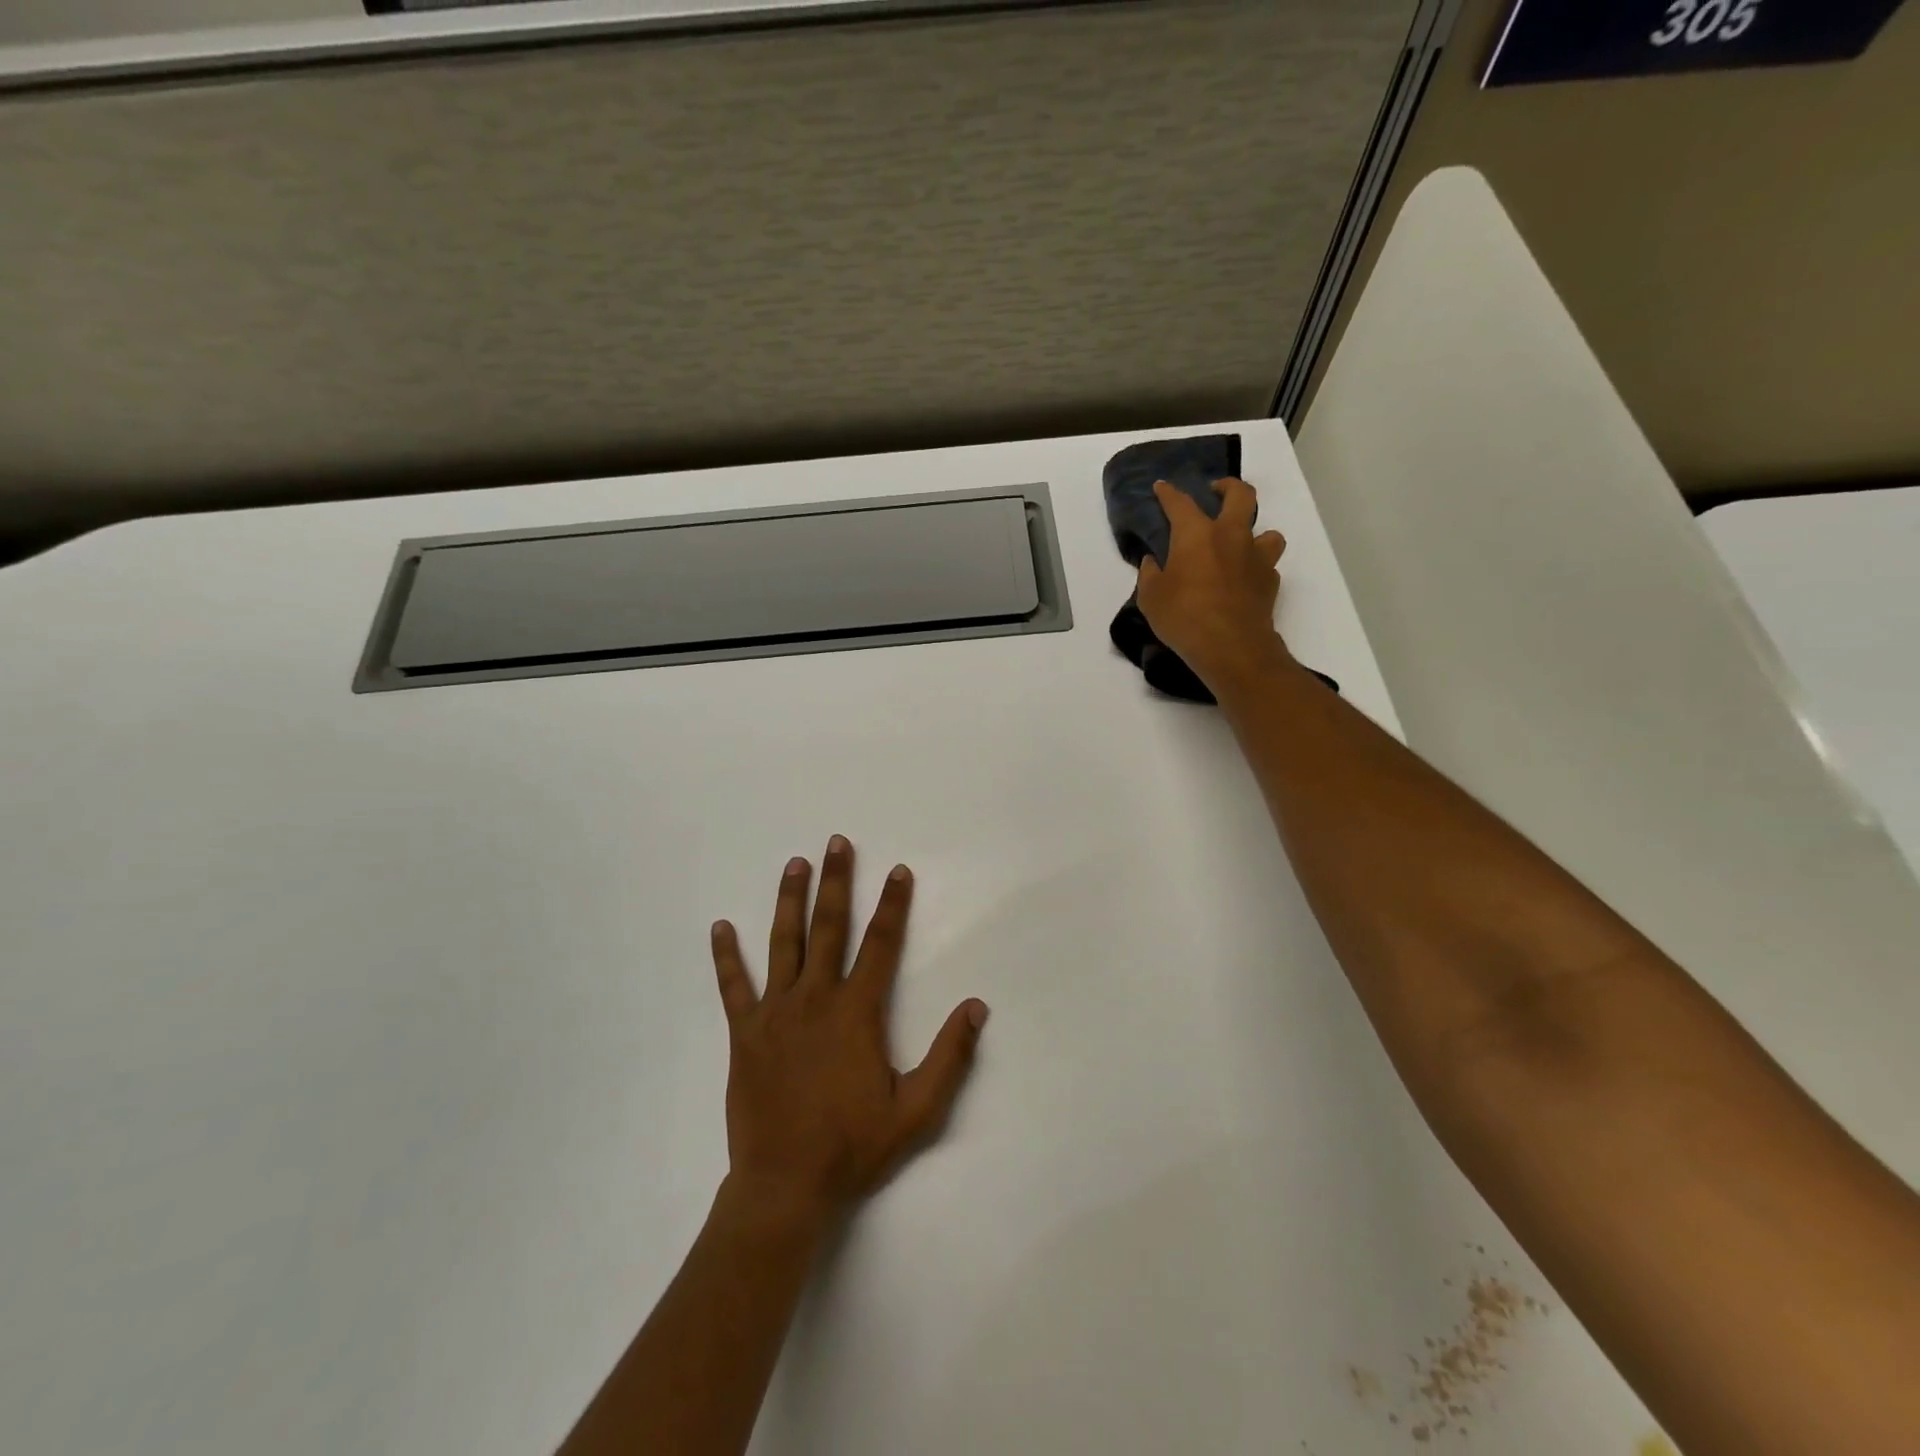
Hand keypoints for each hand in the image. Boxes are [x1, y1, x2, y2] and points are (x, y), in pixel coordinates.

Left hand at [710, 836, 988, 1227]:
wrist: (786, 1186)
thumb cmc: (854, 1146)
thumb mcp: (918, 1110)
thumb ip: (950, 1056)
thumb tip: (977, 1006)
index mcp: (857, 1012)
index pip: (882, 945)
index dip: (894, 905)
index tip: (899, 871)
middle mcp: (815, 999)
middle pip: (829, 928)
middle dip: (837, 882)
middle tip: (837, 843)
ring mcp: (775, 1013)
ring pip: (783, 943)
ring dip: (789, 900)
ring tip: (794, 864)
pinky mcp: (744, 1033)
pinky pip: (733, 986)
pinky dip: (726, 956)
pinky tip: (720, 927)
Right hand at [1136, 477, 1290, 692]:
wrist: (1231, 646)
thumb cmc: (1184, 617)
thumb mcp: (1151, 598)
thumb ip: (1150, 574)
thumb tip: (1153, 561)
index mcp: (1197, 534)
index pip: (1180, 503)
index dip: (1168, 493)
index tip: (1162, 487)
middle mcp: (1231, 536)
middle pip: (1240, 495)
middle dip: (1228, 487)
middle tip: (1217, 491)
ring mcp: (1256, 558)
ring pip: (1267, 531)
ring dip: (1254, 533)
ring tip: (1241, 545)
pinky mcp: (1270, 581)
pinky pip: (1267, 565)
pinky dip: (1256, 568)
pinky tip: (1245, 580)